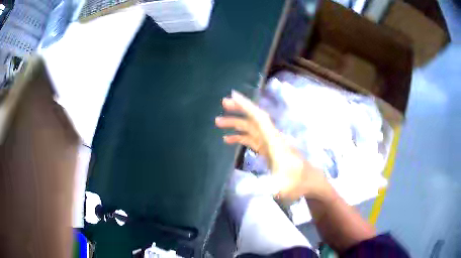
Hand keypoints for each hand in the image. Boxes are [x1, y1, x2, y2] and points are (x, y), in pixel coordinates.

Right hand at [215, 90, 327, 200]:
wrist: (309, 181)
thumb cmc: (297, 182)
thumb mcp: (281, 187)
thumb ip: (261, 187)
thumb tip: (238, 190)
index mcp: (275, 141)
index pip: (260, 118)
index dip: (247, 106)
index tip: (233, 96)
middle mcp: (272, 138)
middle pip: (254, 119)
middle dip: (239, 110)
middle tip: (223, 103)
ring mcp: (270, 144)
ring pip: (251, 128)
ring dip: (236, 123)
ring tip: (218, 122)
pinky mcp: (268, 150)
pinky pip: (251, 139)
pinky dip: (240, 136)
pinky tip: (228, 139)